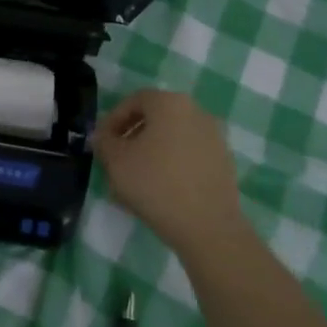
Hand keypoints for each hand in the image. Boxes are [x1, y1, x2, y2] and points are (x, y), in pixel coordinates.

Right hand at [94, 89, 245, 258]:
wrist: (208, 226)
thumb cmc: (155, 184)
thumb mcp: (115, 161)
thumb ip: (104, 141)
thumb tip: (104, 137)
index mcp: (170, 103)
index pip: (135, 100)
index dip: (113, 119)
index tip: (103, 142)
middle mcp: (196, 112)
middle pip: (155, 118)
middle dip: (132, 137)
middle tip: (116, 160)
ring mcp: (214, 138)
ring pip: (172, 138)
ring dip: (151, 153)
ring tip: (136, 180)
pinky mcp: (223, 162)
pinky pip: (189, 156)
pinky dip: (172, 165)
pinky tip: (160, 191)